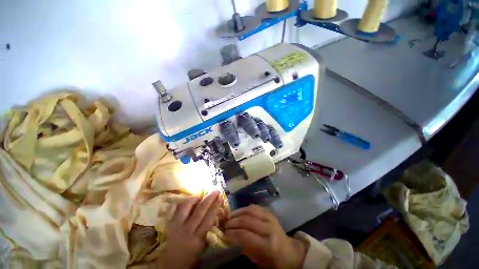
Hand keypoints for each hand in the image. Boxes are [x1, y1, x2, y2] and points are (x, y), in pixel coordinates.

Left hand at [157, 190, 220, 268]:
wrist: (170, 266)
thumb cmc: (189, 258)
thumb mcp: (202, 248)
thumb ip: (207, 233)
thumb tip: (214, 218)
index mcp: (197, 238)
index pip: (208, 218)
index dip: (215, 206)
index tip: (220, 197)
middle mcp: (187, 229)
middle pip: (199, 210)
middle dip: (209, 198)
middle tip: (215, 190)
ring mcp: (176, 226)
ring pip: (185, 207)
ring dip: (194, 198)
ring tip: (200, 195)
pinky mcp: (168, 224)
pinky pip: (172, 210)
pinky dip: (178, 203)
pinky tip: (184, 200)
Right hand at [225, 205, 306, 268]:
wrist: (290, 251)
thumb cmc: (274, 260)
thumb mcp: (259, 261)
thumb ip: (245, 249)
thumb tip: (231, 238)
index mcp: (269, 245)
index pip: (246, 236)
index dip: (233, 234)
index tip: (224, 234)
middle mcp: (269, 228)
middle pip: (247, 221)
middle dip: (233, 222)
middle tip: (224, 224)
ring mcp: (270, 217)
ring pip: (250, 211)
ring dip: (237, 213)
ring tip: (229, 216)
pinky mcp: (269, 212)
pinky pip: (255, 207)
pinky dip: (245, 208)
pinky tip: (238, 212)